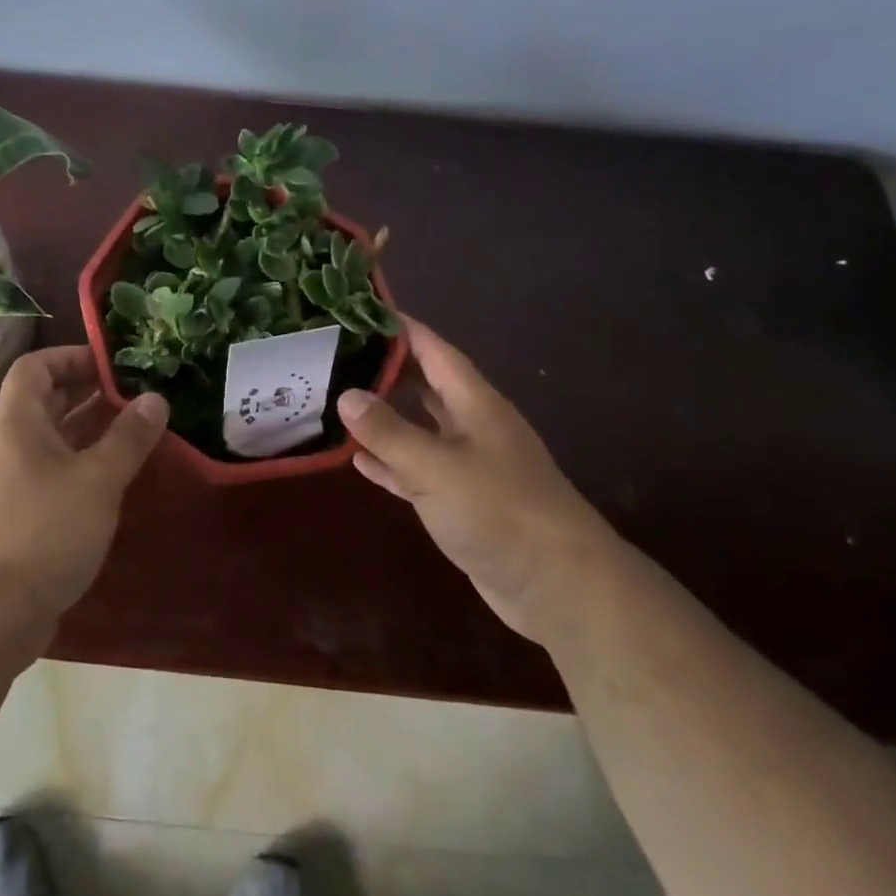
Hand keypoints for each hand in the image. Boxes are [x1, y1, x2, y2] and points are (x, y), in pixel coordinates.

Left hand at [0, 346, 168, 652]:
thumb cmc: (41, 531)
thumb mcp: (96, 480)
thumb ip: (128, 438)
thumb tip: (156, 398)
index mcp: (18, 424)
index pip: (35, 368)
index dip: (70, 356)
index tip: (112, 362)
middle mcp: (9, 447)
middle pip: (45, 402)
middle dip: (88, 392)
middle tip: (135, 392)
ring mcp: (11, 485)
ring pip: (53, 442)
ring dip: (90, 431)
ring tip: (135, 428)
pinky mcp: (19, 519)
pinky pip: (54, 475)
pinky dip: (83, 467)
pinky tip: (114, 479)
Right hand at [338, 318, 618, 642]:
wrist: (559, 586)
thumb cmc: (500, 510)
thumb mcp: (437, 466)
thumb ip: (389, 432)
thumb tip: (346, 395)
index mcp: (475, 403)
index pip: (433, 350)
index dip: (400, 328)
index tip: (359, 310)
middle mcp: (472, 426)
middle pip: (424, 385)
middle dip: (385, 369)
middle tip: (336, 355)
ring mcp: (468, 465)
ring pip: (418, 428)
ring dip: (384, 417)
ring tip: (337, 400)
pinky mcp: (461, 502)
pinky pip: (417, 470)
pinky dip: (390, 462)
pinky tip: (357, 459)